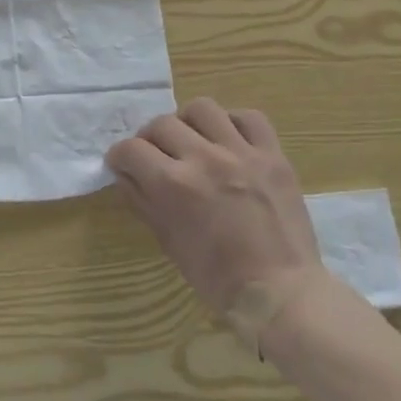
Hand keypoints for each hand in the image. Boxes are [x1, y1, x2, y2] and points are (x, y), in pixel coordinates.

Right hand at [108, 98, 330, 347]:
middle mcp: (204, 158)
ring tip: (191, 140)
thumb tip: (125, 173)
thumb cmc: (216, 275)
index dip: (119, 156)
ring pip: (202, 109)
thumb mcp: (167, 240)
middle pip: (161, 124)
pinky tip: (228, 140)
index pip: (130, 149)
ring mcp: (241, 153)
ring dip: (188, 122)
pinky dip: (233, 123)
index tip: (122, 165)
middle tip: (155, 156)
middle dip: (149, 139)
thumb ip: (141, 200)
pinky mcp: (273, 155)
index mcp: (173, 184)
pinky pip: (249, 118)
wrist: (280, 291)